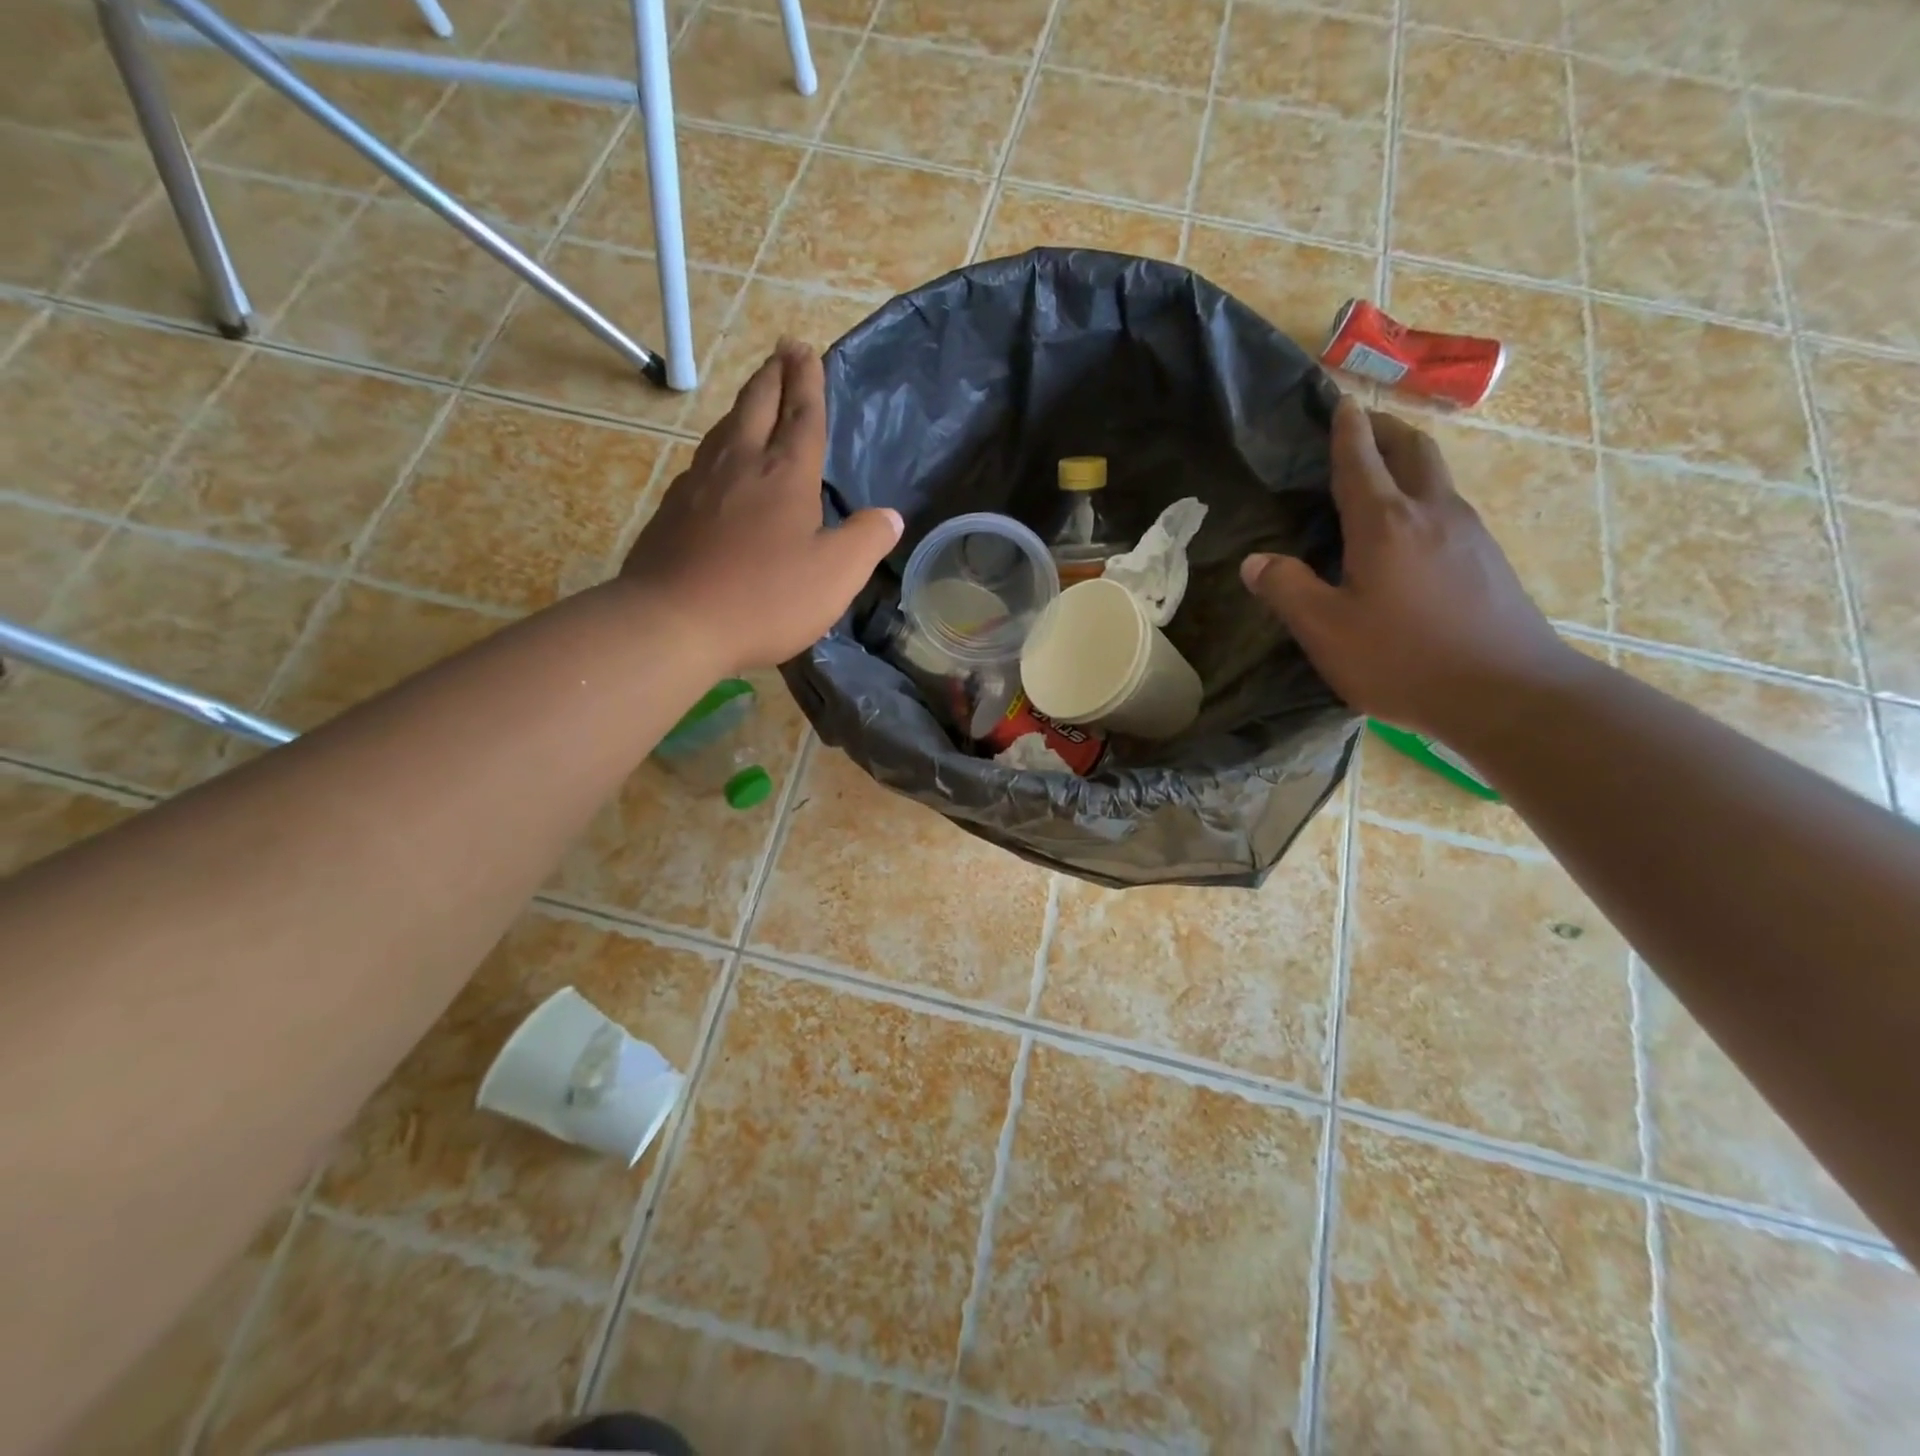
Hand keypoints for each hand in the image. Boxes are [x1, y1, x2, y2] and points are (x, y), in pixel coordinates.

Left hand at [621, 339, 901, 672]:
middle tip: (783, 351)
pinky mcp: (673, 508)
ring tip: (755, 396)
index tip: (806, 350)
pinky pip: (703, 459)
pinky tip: (719, 459)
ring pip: (725, 427)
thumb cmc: (765, 598)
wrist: (673, 623)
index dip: (808, 382)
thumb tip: (889, 516)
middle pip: (757, 405)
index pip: (802, 415)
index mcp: (785, 474)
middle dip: (774, 375)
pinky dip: (720, 443)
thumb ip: (866, 541)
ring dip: (745, 403)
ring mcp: (699, 484)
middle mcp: (740, 464)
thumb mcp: (835, 576)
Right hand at [1241, 396, 1576, 740]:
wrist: (1507, 693)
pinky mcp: (1488, 558)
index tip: (1337, 402)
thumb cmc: (1403, 660)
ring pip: (1436, 474)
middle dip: (1384, 429)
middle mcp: (1431, 512)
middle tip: (1359, 428)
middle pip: (1413, 449)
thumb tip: (1255, 561)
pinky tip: (1410, 528)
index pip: (1360, 459)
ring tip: (1381, 471)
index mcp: (1385, 523)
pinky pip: (1449, 505)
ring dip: (1408, 459)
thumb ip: (1287, 590)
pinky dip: (1423, 493)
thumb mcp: (1326, 631)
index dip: (1346, 429)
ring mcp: (1468, 532)